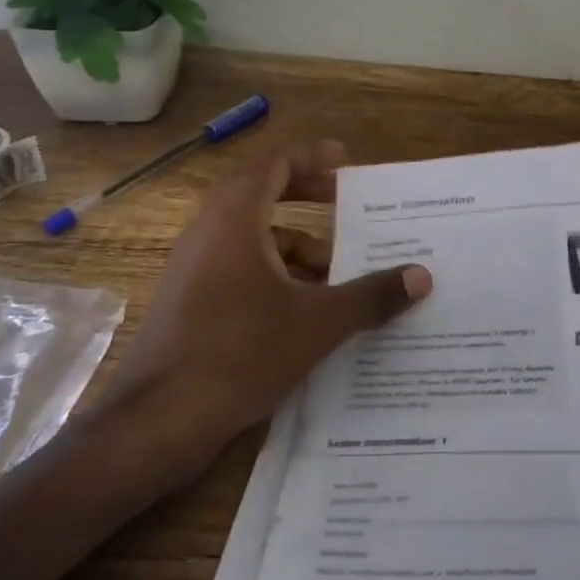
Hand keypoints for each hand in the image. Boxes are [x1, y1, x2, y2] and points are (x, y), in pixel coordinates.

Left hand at [91, 139, 432, 494]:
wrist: (157, 422)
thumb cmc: (240, 354)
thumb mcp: (318, 323)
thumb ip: (372, 295)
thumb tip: (422, 276)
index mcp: (235, 221)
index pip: (273, 165)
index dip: (311, 157)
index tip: (346, 162)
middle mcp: (210, 234)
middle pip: (261, 194)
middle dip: (306, 196)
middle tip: (346, 204)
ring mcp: (195, 269)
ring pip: (253, 238)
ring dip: (296, 245)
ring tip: (339, 273)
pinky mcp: (191, 302)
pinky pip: (240, 268)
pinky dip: (276, 273)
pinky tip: (307, 310)